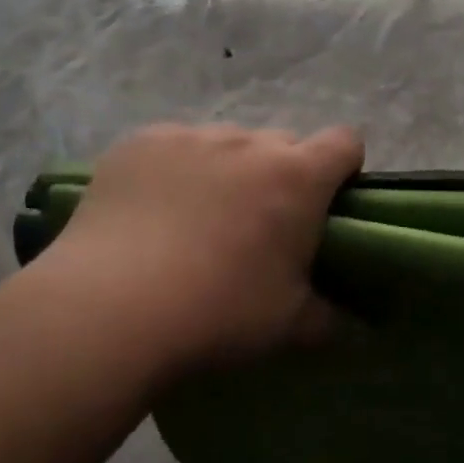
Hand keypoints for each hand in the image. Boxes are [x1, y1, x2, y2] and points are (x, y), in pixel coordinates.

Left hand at [39, 123, 364, 373]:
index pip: (345, 142)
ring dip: (227, 171)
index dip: (344, 168)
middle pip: (282, 144)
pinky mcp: (140, 143)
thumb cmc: (218, 313)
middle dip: (281, 174)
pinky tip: (151, 212)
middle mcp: (248, 143)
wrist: (110, 309)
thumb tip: (353, 324)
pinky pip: (173, 147)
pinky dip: (175, 171)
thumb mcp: (288, 325)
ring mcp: (190, 137)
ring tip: (197, 220)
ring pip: (226, 144)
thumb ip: (330, 317)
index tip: (328, 203)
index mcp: (297, 177)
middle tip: (258, 225)